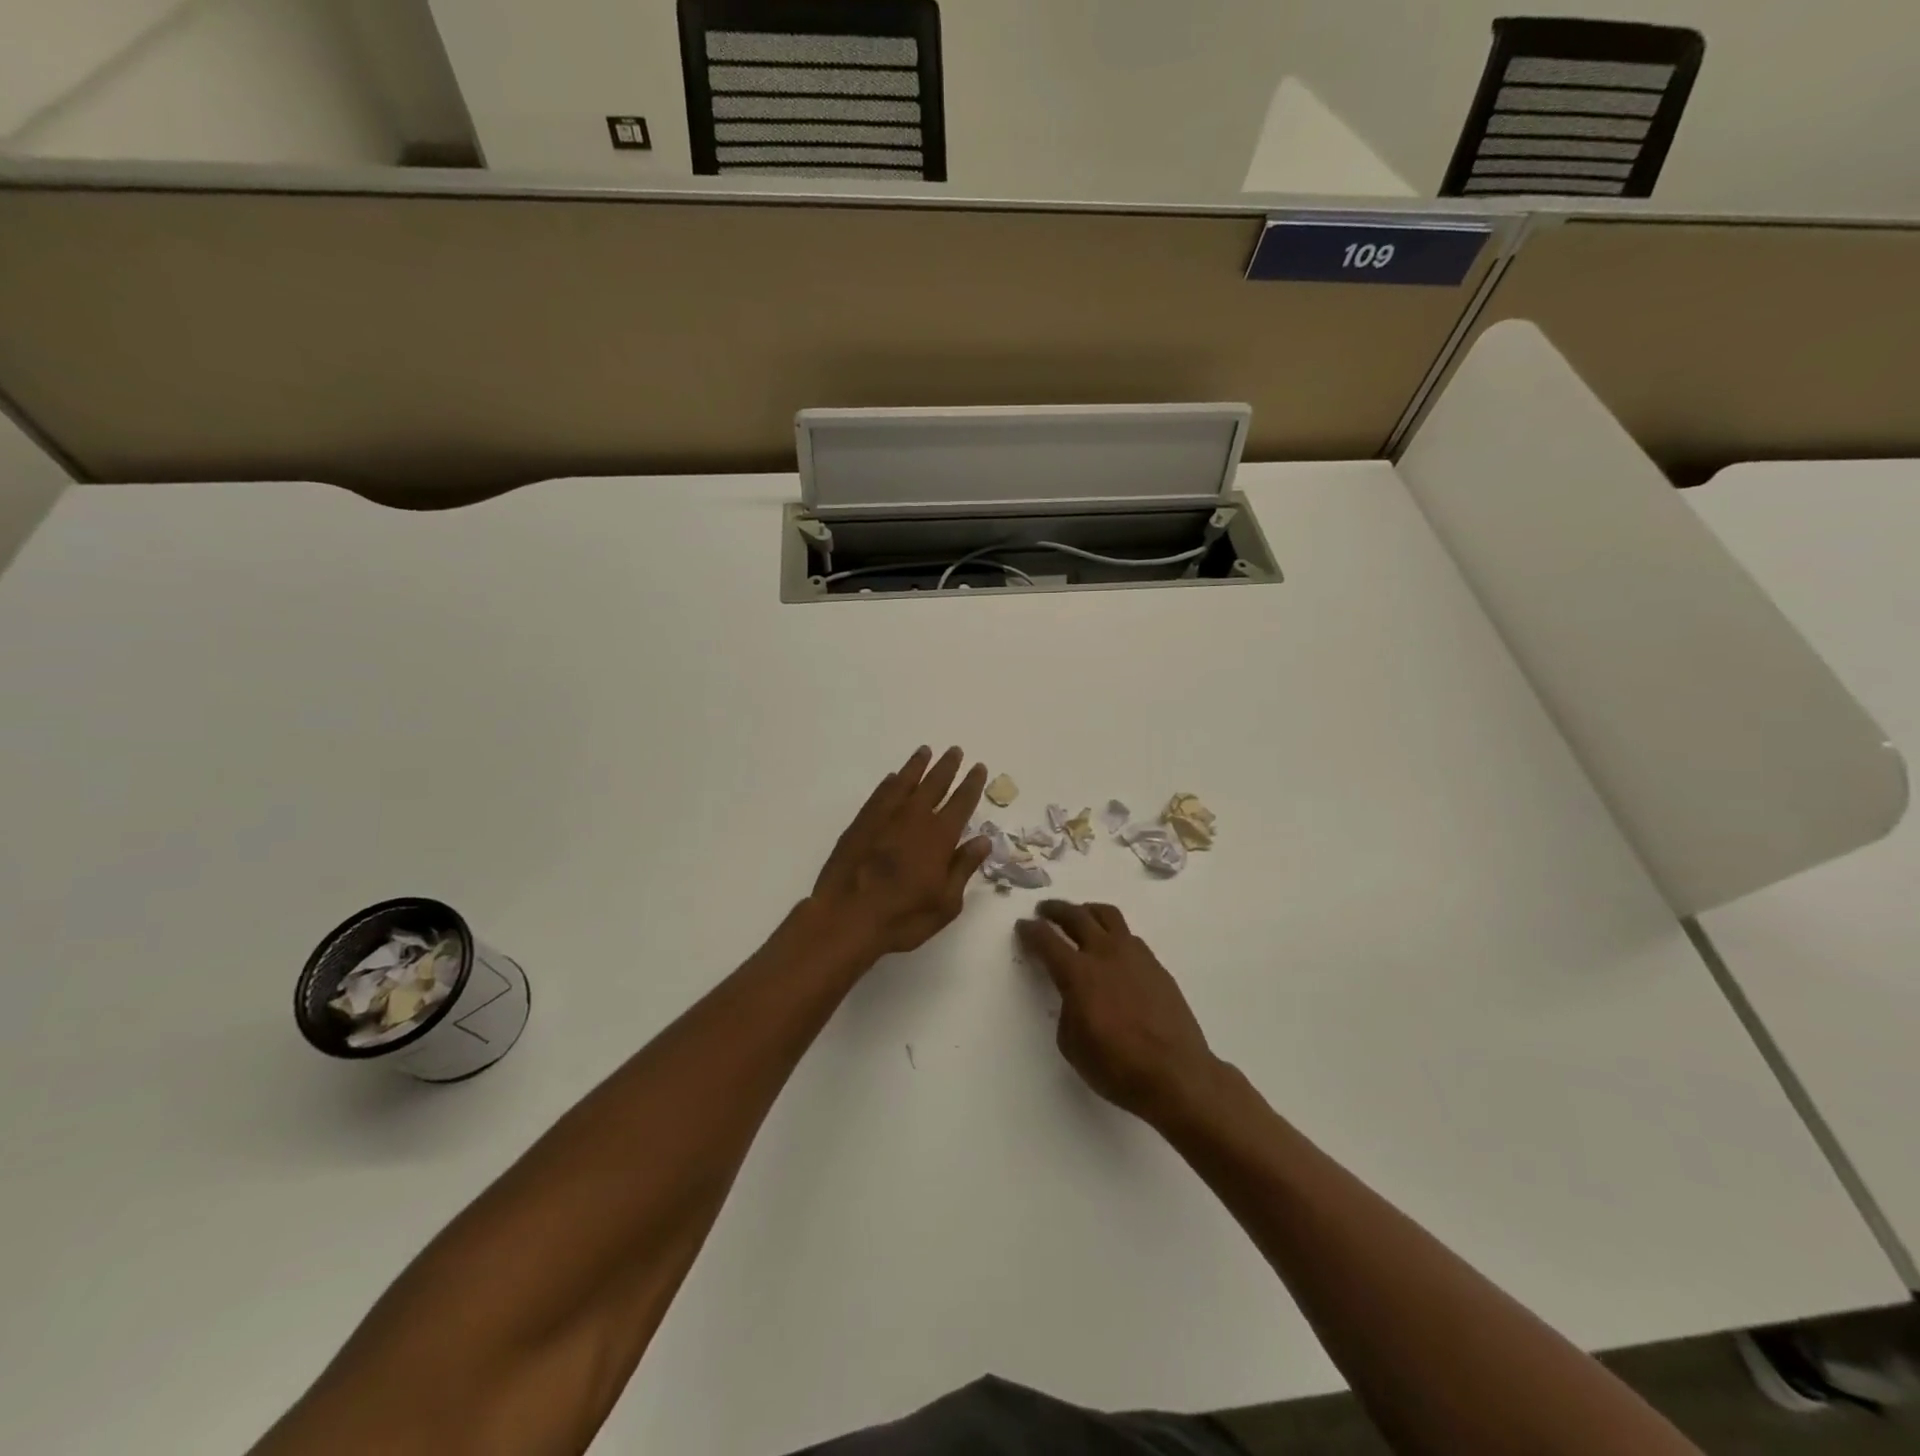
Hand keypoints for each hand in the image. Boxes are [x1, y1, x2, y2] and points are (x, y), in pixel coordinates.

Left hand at [811, 746, 991, 961]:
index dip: (972, 784)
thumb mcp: (945, 903)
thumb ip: (964, 867)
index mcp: (939, 837)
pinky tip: (893, 778)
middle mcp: (914, 818)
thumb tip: (983, 840)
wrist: (846, 918)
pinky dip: (890, 784)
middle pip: (934, 784)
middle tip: (955, 751)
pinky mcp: (860, 824)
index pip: (961, 802)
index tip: (979, 768)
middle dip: (947, 767)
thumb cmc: (903, 918)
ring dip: (917, 766)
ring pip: (905, 782)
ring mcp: (884, 818)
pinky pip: (879, 795)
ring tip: (925, 751)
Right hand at [1016, 900, 1220, 1123]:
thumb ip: (1067, 1010)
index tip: (1023, 925)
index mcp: (1078, 973)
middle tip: (1044, 910)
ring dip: (1087, 911)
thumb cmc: (1117, 1066)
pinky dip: (1112, 933)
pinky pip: (1128, 936)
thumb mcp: (1072, 1044)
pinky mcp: (1156, 965)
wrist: (1176, 1074)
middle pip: (1076, 916)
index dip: (1030, 930)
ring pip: (1107, 915)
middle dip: (1056, 910)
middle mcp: (1105, 953)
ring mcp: (1134, 955)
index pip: (1046, 940)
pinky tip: (1111, 949)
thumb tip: (1074, 996)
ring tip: (1080, 916)